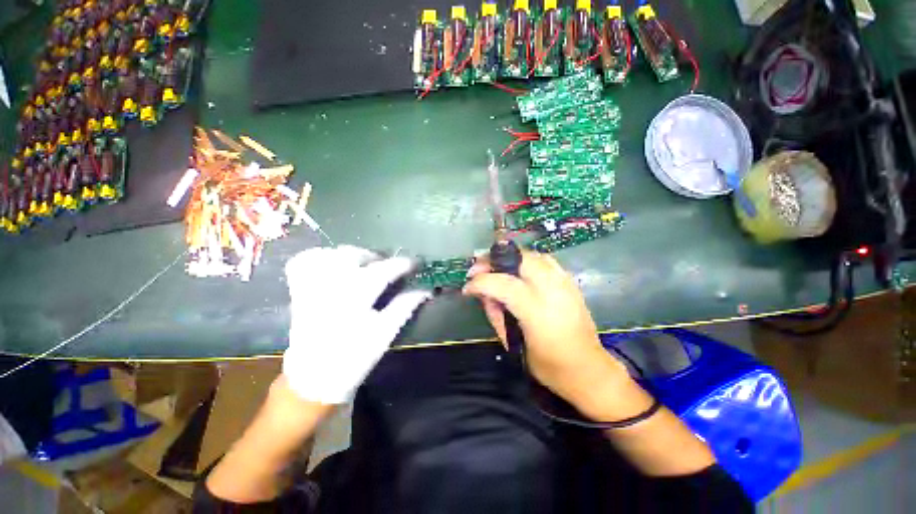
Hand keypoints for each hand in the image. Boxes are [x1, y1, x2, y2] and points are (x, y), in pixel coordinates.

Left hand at [283, 245, 430, 403]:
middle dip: (374, 256)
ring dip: (349, 254)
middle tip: (386, 266)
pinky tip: (332, 264)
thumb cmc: (353, 359)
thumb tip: (425, 290)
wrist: (313, 379)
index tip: (414, 263)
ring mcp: (310, 287)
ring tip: (362, 264)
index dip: (401, 264)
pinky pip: (303, 262)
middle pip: (352, 255)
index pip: (382, 271)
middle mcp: (329, 288)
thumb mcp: (384, 334)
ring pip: (328, 254)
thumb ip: (404, 307)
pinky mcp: (298, 291)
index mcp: (353, 300)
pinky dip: (320, 256)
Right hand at [463, 251, 629, 413]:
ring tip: (496, 268)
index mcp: (537, 311)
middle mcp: (552, 290)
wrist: (589, 370)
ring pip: (532, 255)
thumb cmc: (549, 366)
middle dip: (494, 260)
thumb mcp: (514, 343)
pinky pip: (545, 260)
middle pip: (518, 259)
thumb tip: (483, 294)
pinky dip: (527, 261)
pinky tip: (519, 271)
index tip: (467, 288)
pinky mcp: (571, 283)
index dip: (480, 282)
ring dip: (510, 258)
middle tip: (478, 269)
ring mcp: (564, 283)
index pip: (501, 284)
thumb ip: (496, 313)